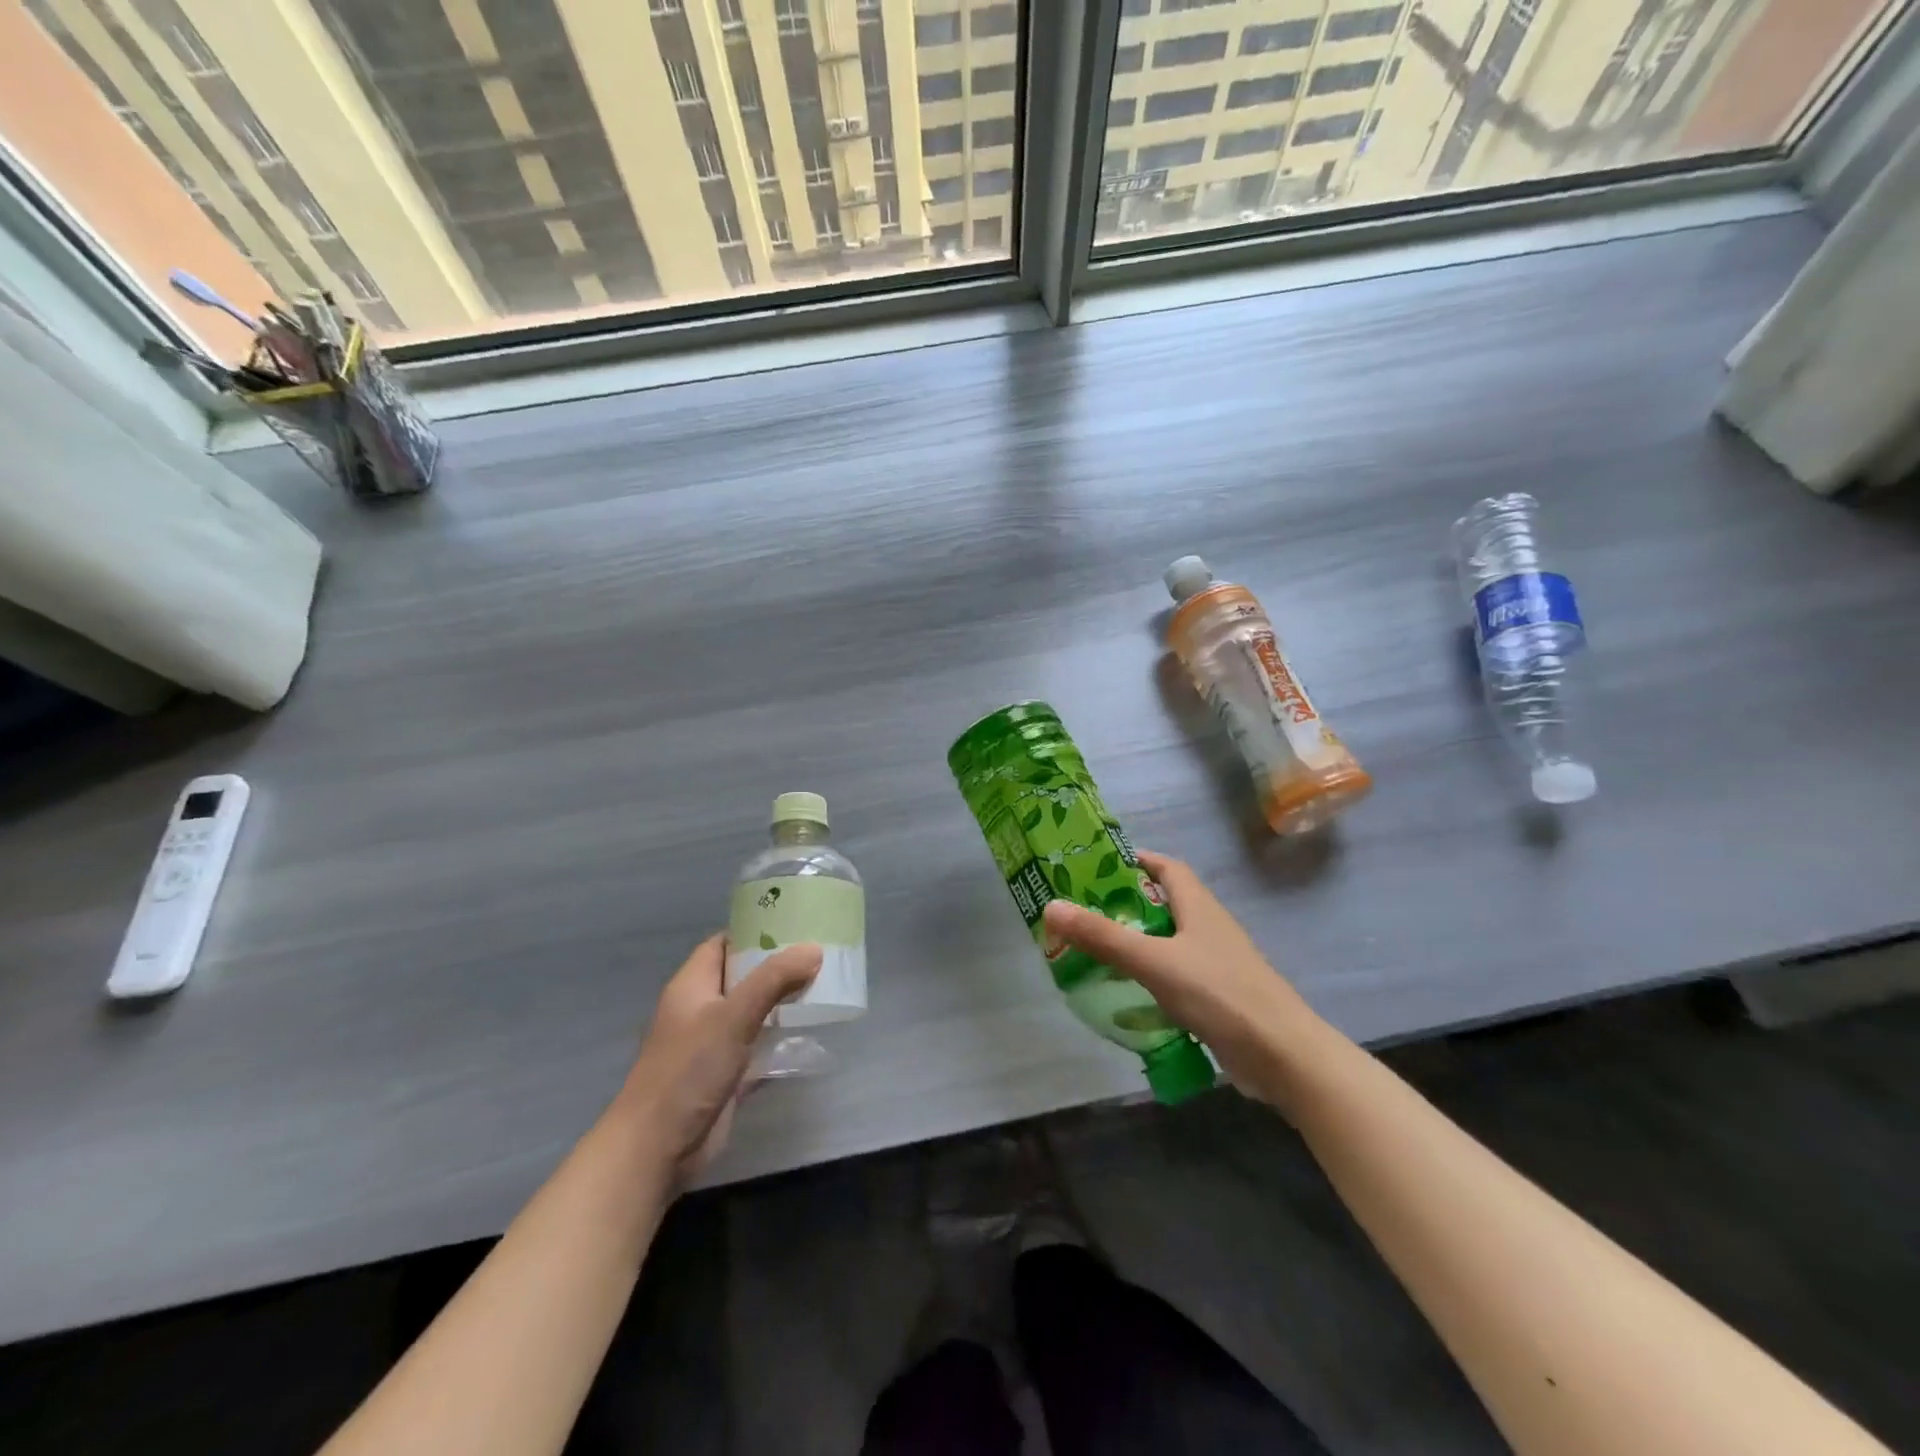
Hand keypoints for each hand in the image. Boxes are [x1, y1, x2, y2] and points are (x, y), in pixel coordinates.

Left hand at [612, 934, 821, 1183]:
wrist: (656, 1148)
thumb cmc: (688, 1070)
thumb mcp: (733, 1016)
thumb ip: (774, 980)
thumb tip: (813, 949)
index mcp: (693, 985)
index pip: (724, 944)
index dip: (755, 931)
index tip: (795, 924)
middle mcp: (702, 1009)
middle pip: (743, 976)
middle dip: (778, 966)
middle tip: (820, 953)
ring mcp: (713, 1044)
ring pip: (754, 1012)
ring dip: (783, 1002)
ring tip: (825, 985)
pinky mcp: (726, 1076)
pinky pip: (759, 1048)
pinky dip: (781, 1039)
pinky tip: (812, 1033)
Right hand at [1041, 851, 1326, 1109]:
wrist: (1282, 1056)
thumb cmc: (1218, 993)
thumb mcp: (1153, 961)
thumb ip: (1103, 936)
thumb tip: (1051, 906)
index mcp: (1198, 905)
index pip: (1166, 867)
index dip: (1135, 861)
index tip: (1096, 868)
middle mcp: (1208, 927)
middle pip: (1164, 903)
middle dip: (1126, 905)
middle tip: (1083, 913)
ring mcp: (1216, 963)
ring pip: (1169, 942)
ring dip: (1137, 942)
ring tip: (1094, 951)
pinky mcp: (1218, 997)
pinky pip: (1176, 976)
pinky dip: (1151, 977)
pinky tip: (1126, 994)